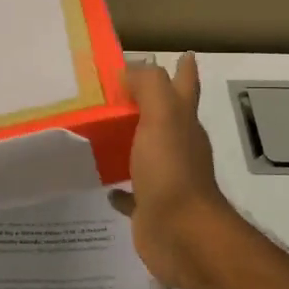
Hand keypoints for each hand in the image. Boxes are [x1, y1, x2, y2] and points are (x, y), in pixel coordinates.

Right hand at [110, 54, 238, 288]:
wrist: (181, 234)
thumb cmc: (171, 171)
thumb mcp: (161, 117)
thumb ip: (149, 87)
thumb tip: (131, 68)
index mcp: (183, 124)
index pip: (185, 87)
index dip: (184, 70)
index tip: (181, 53)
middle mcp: (177, 148)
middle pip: (165, 118)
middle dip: (150, 102)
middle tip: (119, 89)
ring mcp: (164, 180)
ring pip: (146, 153)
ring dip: (131, 142)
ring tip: (103, 130)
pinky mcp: (150, 207)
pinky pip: (132, 193)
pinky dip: (119, 188)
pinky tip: (105, 185)